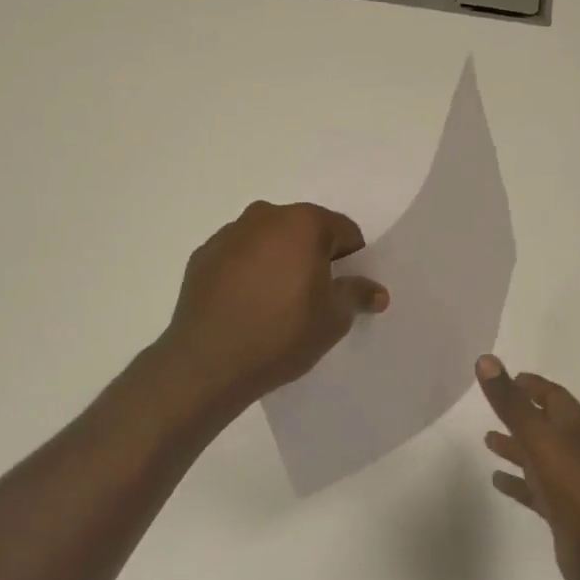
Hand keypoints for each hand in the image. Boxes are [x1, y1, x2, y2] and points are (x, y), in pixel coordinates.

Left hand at [162, 201, 388, 406]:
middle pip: (303, 230)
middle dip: (312, 256)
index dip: (351, 260)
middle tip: (312, 297)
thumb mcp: (333, 319)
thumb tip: (376, 291)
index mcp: (303, 223)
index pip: (343, 231)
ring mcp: (228, 234)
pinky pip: (238, 257)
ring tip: (275, 304)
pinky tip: (245, 306)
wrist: (208, 362)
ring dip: (277, 261)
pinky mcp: (202, 256)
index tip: (345, 289)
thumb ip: (357, 295)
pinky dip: (247, 272)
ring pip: (267, 241)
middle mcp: (264, 217)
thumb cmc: (282, 333)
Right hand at [477, 356, 579, 579]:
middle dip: (521, 414)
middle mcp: (576, 450)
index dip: (532, 385)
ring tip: (487, 440)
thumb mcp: (539, 439)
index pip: (553, 396)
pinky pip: (536, 489)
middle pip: (545, 425)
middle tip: (493, 406)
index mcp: (575, 427)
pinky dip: (518, 482)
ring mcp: (572, 483)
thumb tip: (486, 359)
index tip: (508, 378)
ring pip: (539, 457)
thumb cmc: (576, 488)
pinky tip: (498, 481)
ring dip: (516, 447)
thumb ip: (511, 402)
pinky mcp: (564, 512)